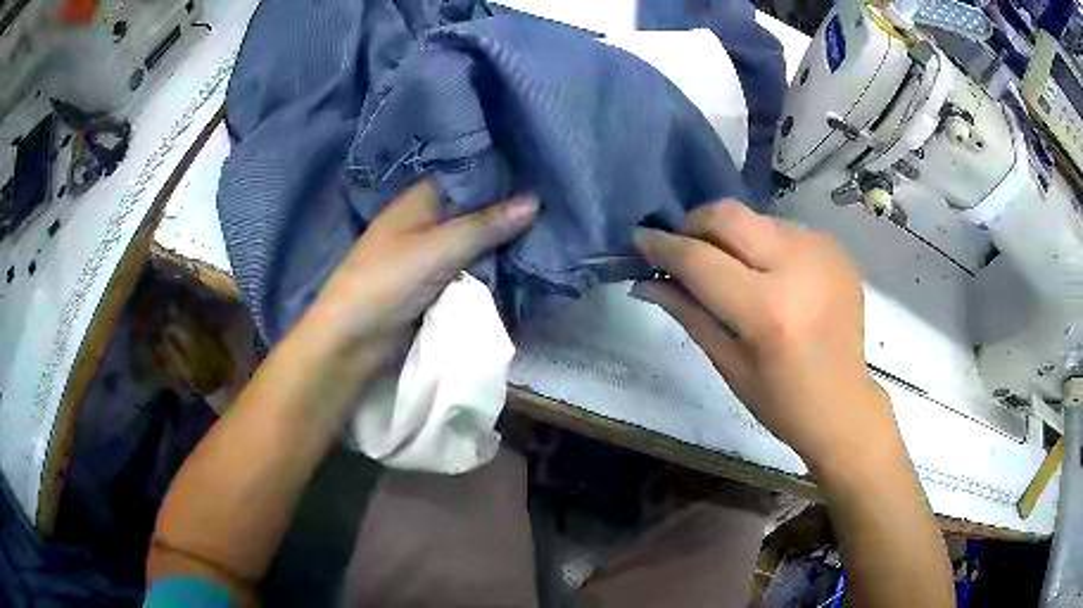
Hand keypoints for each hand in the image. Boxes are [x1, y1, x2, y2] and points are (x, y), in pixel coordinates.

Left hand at [303, 179, 536, 366]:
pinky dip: (494, 270)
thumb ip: (485, 225)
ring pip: (477, 244)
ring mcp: (433, 256)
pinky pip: (473, 272)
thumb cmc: (388, 281)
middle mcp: (428, 223)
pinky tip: (527, 263)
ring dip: (504, 244)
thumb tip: (535, 201)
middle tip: (554, 205)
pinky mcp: (438, 286)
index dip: (500, 174)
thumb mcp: (438, 248)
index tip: (540, 171)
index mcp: (420, 200)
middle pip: (475, 212)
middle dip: (508, 213)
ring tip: (552, 232)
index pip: (466, 177)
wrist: (355, 341)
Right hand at [632, 200, 894, 470]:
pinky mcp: (835, 248)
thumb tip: (646, 281)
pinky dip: (761, 242)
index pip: (701, 260)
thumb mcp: (728, 363)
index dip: (664, 246)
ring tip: (726, 265)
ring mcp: (822, 252)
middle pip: (729, 216)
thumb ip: (688, 312)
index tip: (640, 238)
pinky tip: (765, 272)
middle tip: (681, 246)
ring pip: (755, 217)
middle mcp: (799, 268)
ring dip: (729, 234)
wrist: (844, 404)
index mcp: (769, 311)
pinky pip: (783, 229)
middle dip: (694, 223)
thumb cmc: (782, 401)